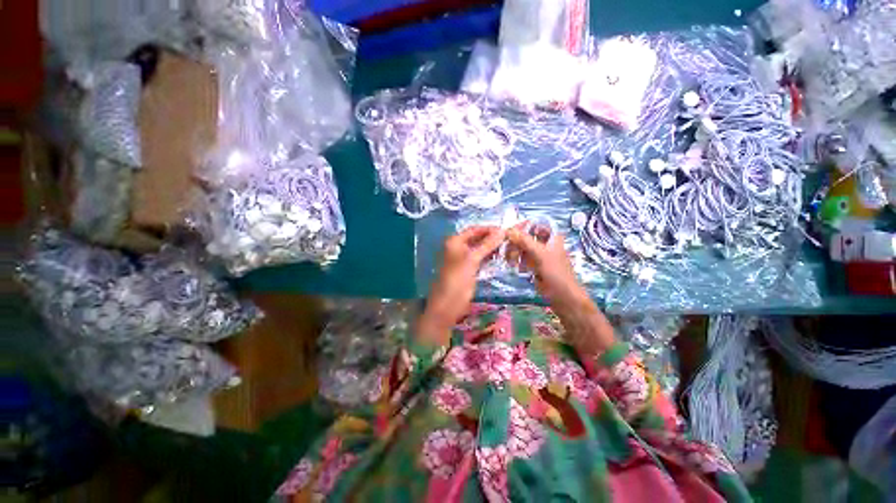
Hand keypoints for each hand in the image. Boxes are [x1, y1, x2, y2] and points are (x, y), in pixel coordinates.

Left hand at [418, 226, 504, 344]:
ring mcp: (462, 259)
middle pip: (477, 239)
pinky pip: (479, 259)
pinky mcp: (467, 269)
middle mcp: (457, 247)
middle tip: (509, 239)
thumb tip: (502, 230)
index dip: (489, 229)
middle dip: (491, 239)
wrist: (447, 305)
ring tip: (508, 248)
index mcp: (454, 241)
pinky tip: (500, 258)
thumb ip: (487, 244)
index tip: (506, 230)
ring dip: (491, 248)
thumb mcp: (472, 260)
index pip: (474, 229)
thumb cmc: (458, 280)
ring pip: (479, 249)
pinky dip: (488, 257)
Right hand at [507, 223, 614, 354]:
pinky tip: (514, 266)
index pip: (534, 224)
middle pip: (526, 236)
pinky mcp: (534, 264)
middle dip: (515, 242)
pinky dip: (517, 260)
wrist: (561, 295)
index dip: (522, 226)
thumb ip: (524, 240)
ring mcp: (539, 254)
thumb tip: (508, 230)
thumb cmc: (555, 272)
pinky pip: (522, 257)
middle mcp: (545, 243)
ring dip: (514, 252)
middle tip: (506, 249)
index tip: (509, 232)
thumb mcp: (539, 254)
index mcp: (551, 236)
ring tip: (510, 261)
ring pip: (522, 247)